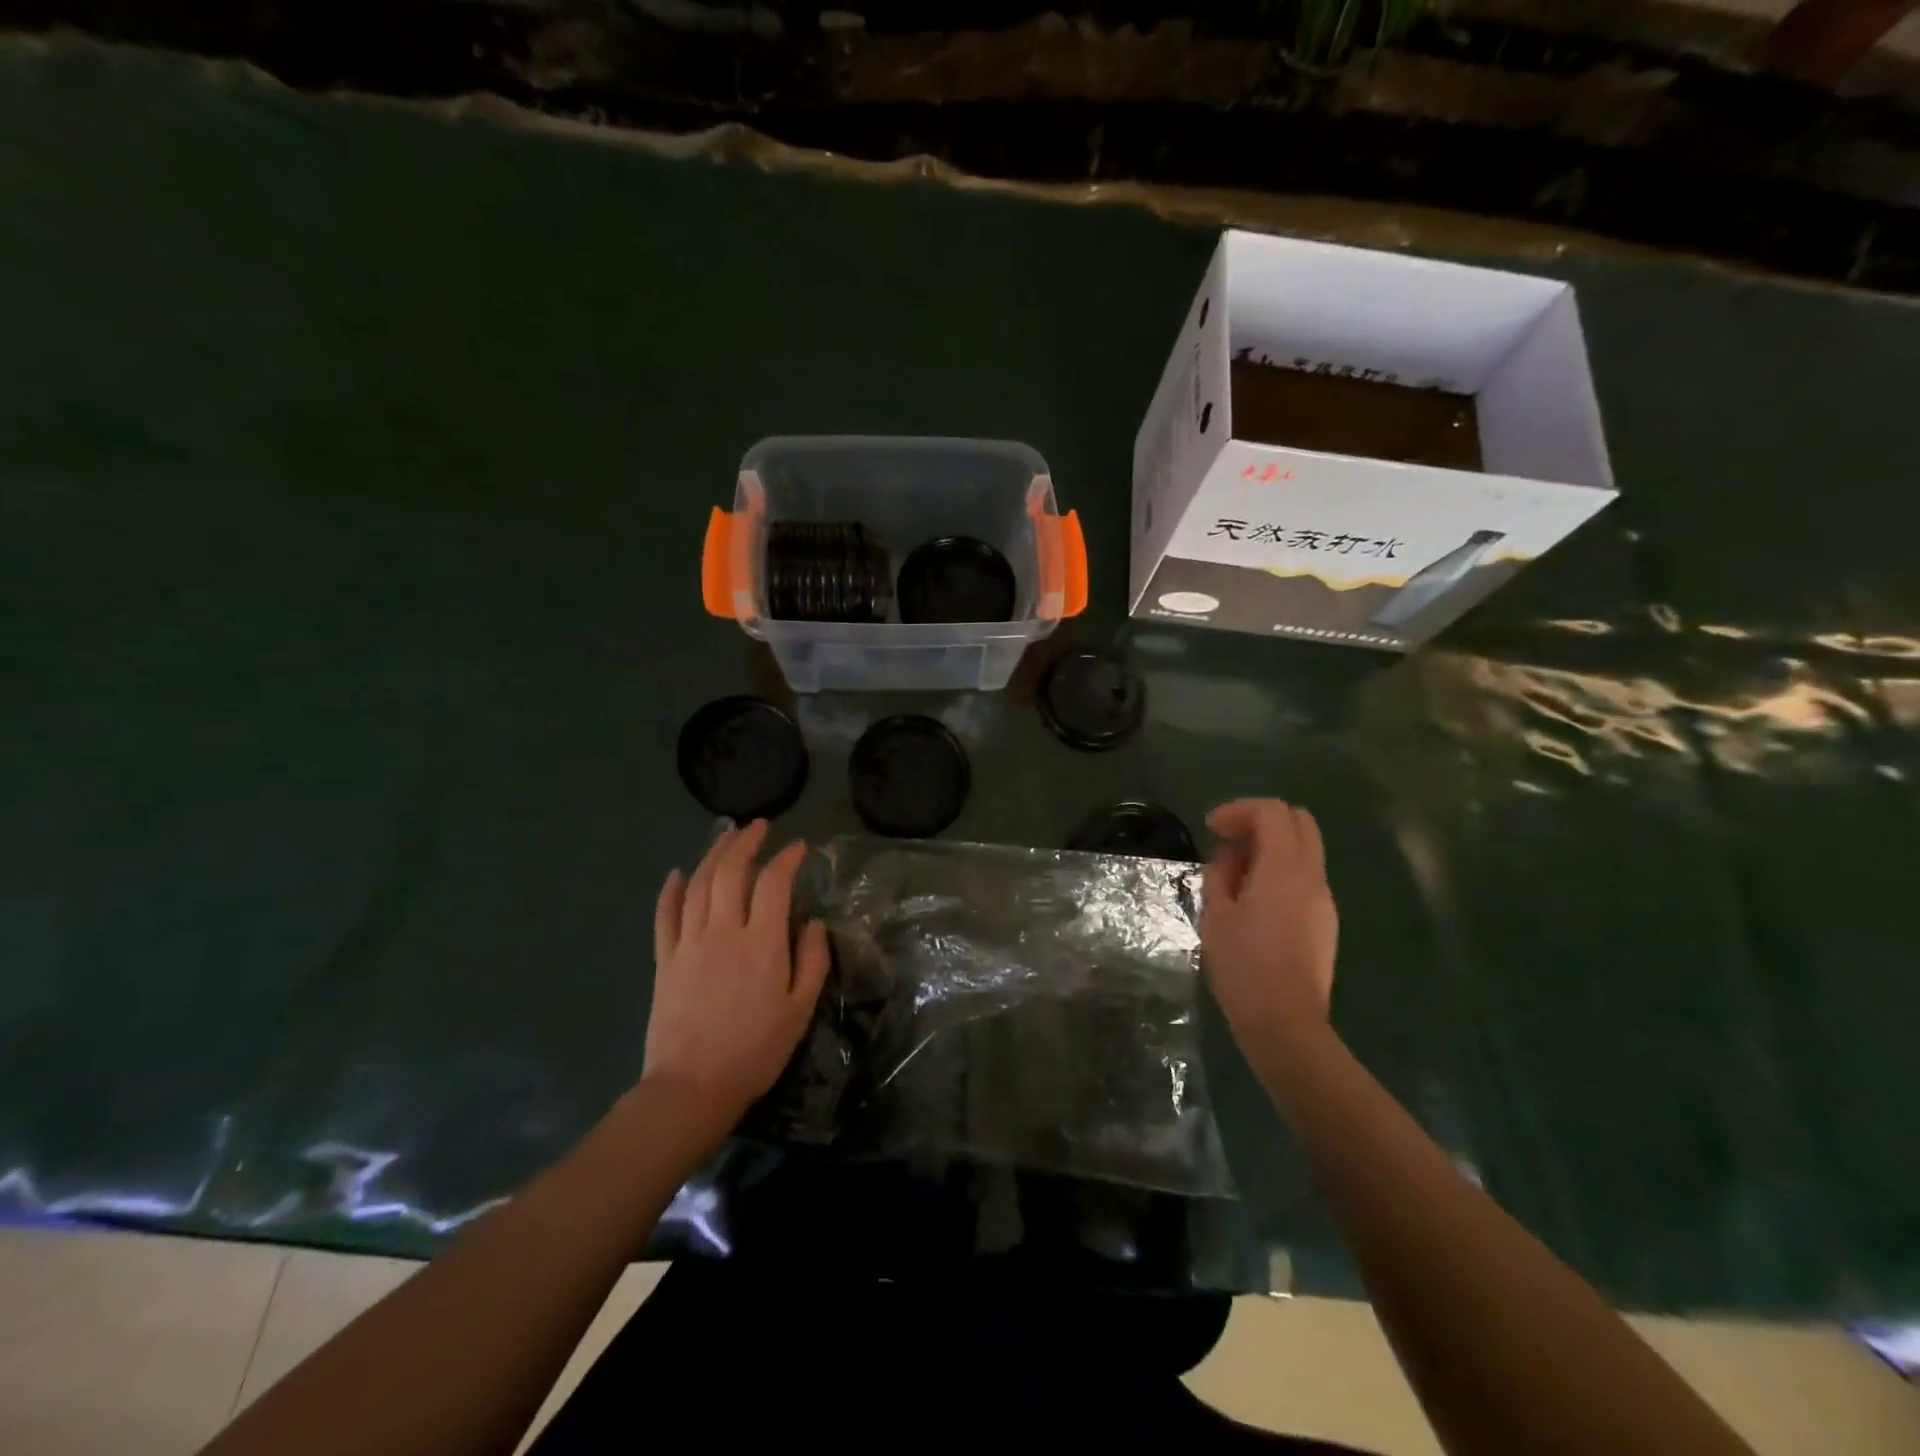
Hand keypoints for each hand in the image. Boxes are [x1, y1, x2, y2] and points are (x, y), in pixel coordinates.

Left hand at [643, 821, 830, 1146]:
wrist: (692, 1088)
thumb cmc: (755, 1051)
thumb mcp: (800, 1010)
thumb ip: (812, 962)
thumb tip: (814, 924)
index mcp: (762, 943)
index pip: (775, 883)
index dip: (788, 859)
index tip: (799, 847)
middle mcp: (723, 931)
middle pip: (731, 872)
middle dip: (746, 842)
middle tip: (758, 827)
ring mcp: (689, 943)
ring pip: (699, 884)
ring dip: (714, 855)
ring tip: (726, 837)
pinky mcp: (665, 960)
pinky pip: (665, 916)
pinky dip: (671, 890)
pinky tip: (677, 873)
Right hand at [1202, 798, 1339, 1066]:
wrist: (1285, 1022)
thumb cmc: (1243, 965)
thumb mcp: (1216, 914)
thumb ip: (1221, 874)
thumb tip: (1230, 858)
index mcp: (1285, 868)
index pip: (1272, 811)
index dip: (1239, 810)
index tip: (1211, 827)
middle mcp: (1312, 876)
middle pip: (1299, 821)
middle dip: (1261, 821)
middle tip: (1229, 842)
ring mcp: (1324, 899)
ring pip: (1304, 849)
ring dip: (1270, 847)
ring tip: (1235, 875)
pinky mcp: (1325, 921)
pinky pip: (1304, 877)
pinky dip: (1280, 871)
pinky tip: (1253, 900)